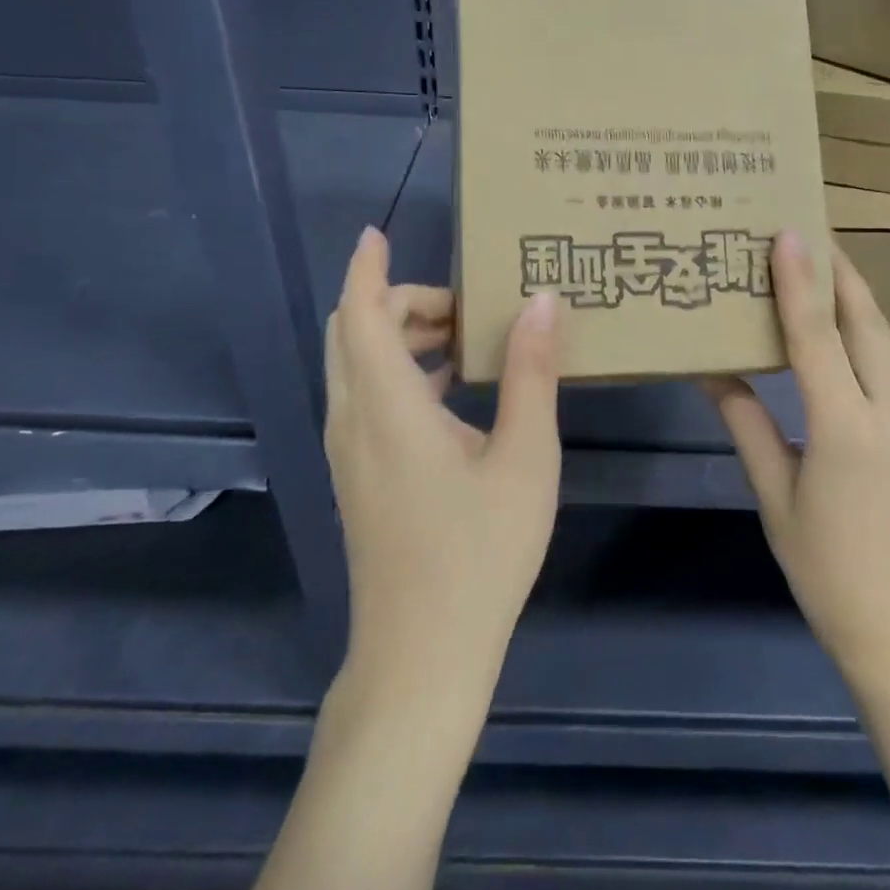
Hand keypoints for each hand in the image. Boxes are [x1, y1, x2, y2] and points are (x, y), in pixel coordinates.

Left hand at [323, 228, 562, 705]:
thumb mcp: (524, 458)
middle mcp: (353, 421)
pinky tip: (452, 394)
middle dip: (398, 302)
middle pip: (353, 334)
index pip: (362, 315)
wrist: (421, 656)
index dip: (368, 269)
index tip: (379, 233)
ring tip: (464, 340)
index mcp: (388, 408)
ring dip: (398, 338)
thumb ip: (530, 374)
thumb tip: (541, 301)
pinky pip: (364, 399)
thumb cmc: (480, 554)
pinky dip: (397, 373)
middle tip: (463, 305)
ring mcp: (348, 453)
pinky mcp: (357, 478)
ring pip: (356, 368)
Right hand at [705, 234, 889, 690]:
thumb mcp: (775, 495)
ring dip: (853, 303)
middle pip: (867, 325)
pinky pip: (887, 372)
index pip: (818, 338)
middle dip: (841, 273)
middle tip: (811, 233)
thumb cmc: (826, 568)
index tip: (789, 232)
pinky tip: (836, 338)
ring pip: (883, 345)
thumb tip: (714, 373)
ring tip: (820, 272)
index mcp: (845, 429)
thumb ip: (748, 426)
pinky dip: (860, 341)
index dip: (800, 282)